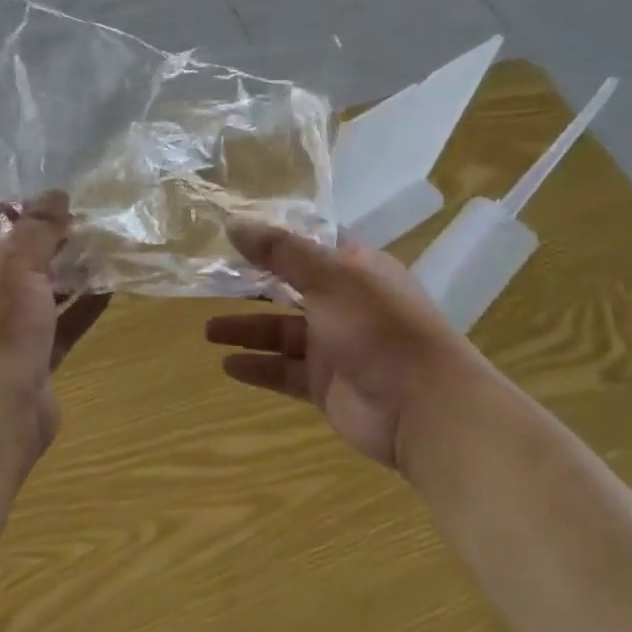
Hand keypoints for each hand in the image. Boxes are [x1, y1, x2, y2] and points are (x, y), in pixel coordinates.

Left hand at [0, 191, 109, 455]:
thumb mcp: (13, 265)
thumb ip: (37, 228)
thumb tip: (57, 193)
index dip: (12, 208)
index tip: (50, 199)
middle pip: (16, 257)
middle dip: (51, 238)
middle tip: (88, 219)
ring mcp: (5, 330)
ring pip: (42, 290)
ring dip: (71, 270)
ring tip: (106, 245)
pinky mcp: (33, 357)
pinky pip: (62, 323)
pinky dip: (84, 305)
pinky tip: (113, 286)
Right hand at [206, 221, 465, 468]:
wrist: (423, 408)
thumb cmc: (379, 327)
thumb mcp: (329, 277)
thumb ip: (280, 252)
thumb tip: (234, 223)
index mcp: (355, 269)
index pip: (310, 243)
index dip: (275, 237)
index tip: (235, 230)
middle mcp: (344, 303)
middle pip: (290, 288)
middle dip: (253, 285)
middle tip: (211, 280)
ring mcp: (335, 347)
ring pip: (282, 332)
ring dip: (247, 329)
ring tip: (208, 330)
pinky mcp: (326, 385)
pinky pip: (284, 372)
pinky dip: (258, 367)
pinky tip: (227, 364)